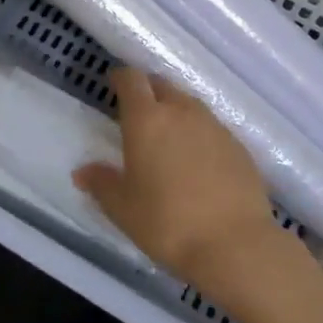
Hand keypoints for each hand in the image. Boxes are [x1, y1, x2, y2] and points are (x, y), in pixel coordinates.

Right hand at [73, 67, 301, 301]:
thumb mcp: (123, 208)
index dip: (121, 78)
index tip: (114, 85)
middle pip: (162, 86)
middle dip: (148, 93)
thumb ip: (101, 184)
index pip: (132, 80)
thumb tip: (82, 172)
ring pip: (190, 105)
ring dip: (175, 113)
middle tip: (138, 115)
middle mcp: (182, 112)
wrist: (235, 245)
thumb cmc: (167, 222)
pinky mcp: (239, 147)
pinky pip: (212, 128)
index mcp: (147, 120)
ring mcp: (215, 127)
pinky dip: (199, 135)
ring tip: (168, 140)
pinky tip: (197, 163)